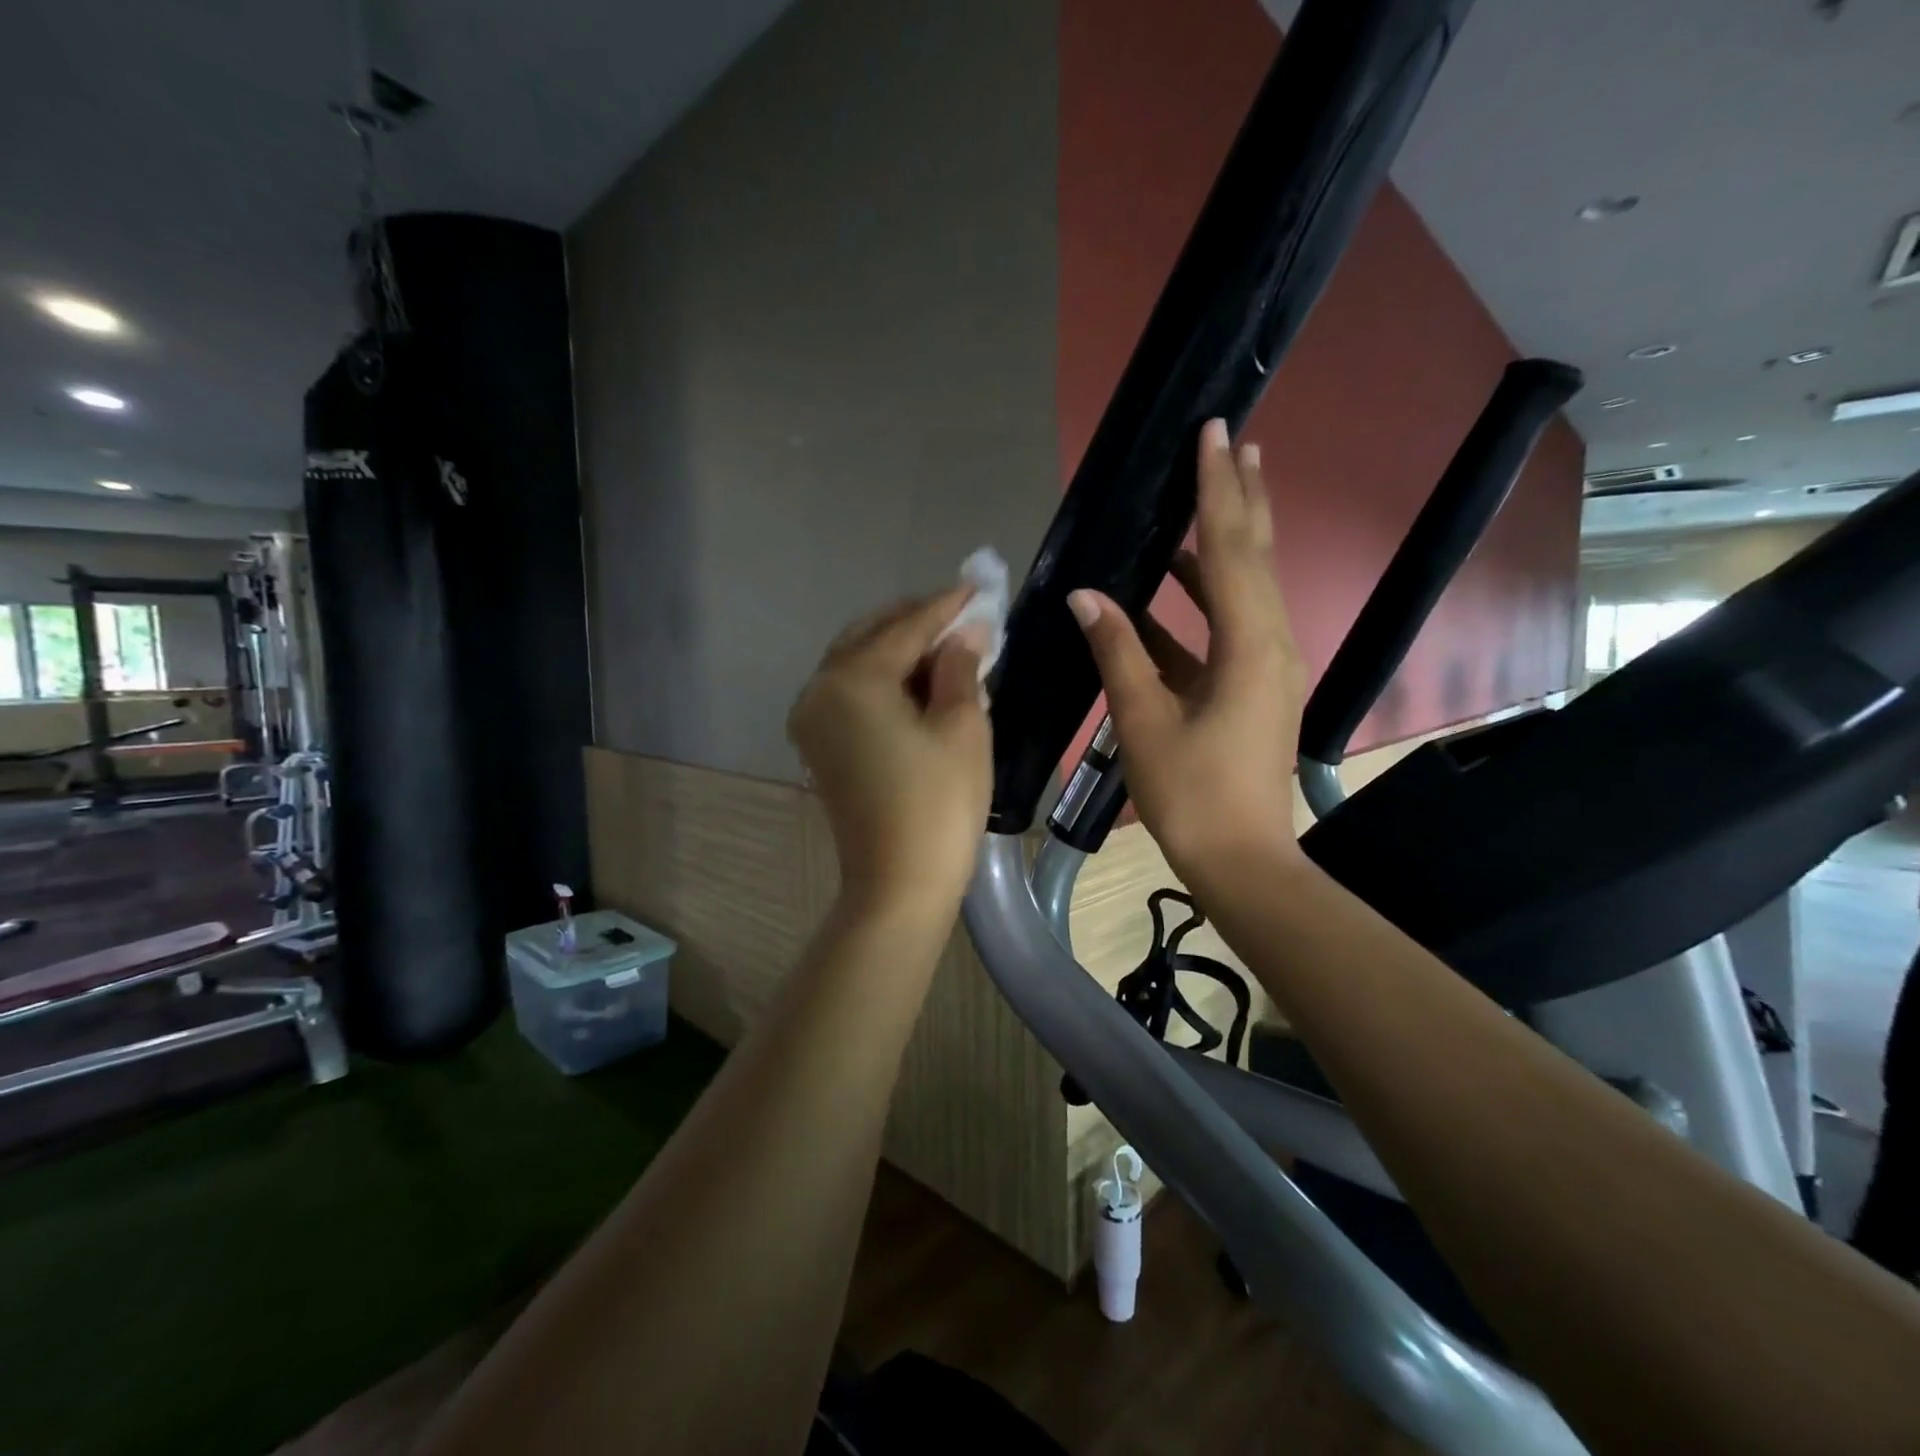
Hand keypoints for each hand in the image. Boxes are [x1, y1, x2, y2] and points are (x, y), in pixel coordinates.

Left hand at [788, 587, 992, 921]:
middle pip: (871, 636)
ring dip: (899, 650)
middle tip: (963, 617)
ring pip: (857, 663)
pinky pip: (850, 693)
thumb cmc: (939, 804)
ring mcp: (811, 720)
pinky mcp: (817, 745)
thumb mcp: (962, 726)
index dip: (946, 606)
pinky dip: (883, 680)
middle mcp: (819, 689)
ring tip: (946, 648)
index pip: (906, 627)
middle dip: (917, 623)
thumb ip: (960, 667)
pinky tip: (917, 682)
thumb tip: (966, 633)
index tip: (978, 588)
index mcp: (853, 679)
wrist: (898, 885)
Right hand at [1067, 418, 1308, 887]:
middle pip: (1257, 556)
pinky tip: (1171, 587)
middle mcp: (1272, 644)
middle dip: (1242, 497)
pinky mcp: (1254, 687)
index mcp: (1251, 647)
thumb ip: (1117, 651)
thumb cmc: (1192, 794)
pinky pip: (1230, 626)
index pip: (1233, 549)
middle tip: (1233, 442)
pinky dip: (1204, 599)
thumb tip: (1086, 594)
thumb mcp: (1145, 720)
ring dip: (1225, 544)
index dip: (1219, 489)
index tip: (1214, 433)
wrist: (1241, 860)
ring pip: (1247, 589)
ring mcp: (1268, 666)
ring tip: (1207, 497)